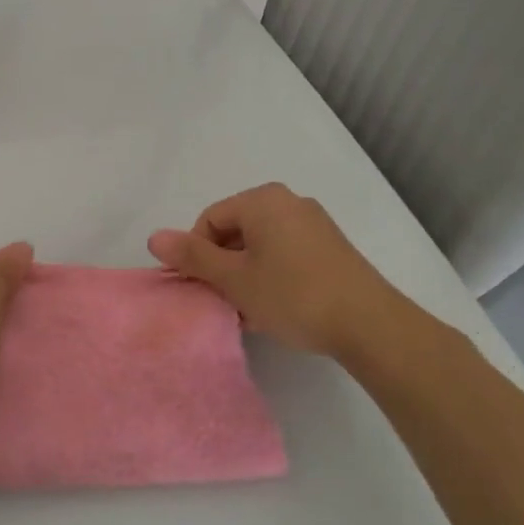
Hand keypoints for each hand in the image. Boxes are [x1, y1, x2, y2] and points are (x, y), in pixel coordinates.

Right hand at [147, 183, 414, 364]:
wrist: (369, 324)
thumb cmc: (292, 295)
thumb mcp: (234, 279)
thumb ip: (192, 257)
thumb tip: (154, 237)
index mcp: (262, 200)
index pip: (209, 220)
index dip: (197, 255)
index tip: (203, 289)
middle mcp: (289, 202)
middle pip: (235, 232)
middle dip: (223, 267)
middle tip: (225, 302)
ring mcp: (314, 224)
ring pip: (260, 247)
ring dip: (246, 276)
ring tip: (250, 312)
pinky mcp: (331, 248)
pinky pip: (285, 254)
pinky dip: (271, 277)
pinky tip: (275, 309)